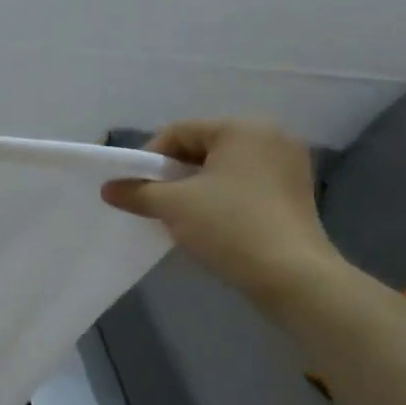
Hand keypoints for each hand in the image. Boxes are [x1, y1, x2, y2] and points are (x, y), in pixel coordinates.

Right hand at [102, 119, 343, 310]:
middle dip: (173, 173)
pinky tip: (212, 224)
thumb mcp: (173, 206)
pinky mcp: (296, 194)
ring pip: (224, 168)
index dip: (148, 158)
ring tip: (180, 216)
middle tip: (155, 202)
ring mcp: (289, 165)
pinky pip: (246, 185)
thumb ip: (136, 191)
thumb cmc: (229, 226)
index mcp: (242, 128)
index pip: (179, 132)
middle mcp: (271, 136)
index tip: (135, 188)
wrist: (292, 276)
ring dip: (196, 188)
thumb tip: (109, 188)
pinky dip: (222, 198)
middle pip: (203, 147)